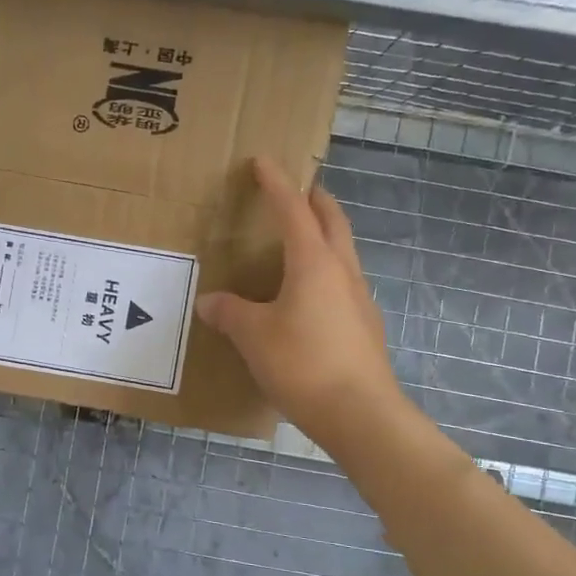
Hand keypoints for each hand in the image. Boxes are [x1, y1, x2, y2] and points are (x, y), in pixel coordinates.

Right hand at [195, 158, 399, 447]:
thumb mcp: (254, 337)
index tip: (263, 161)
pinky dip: (326, 270)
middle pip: (332, 221)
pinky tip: (309, 295)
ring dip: (325, 234)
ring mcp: (359, 299)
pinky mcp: (364, 325)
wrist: (360, 414)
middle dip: (314, 199)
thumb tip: (211, 302)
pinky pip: (343, 282)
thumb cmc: (303, 364)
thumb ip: (230, 313)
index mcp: (314, 262)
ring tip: (301, 240)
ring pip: (343, 251)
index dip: (276, 184)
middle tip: (298, 190)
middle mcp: (342, 271)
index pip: (293, 209)